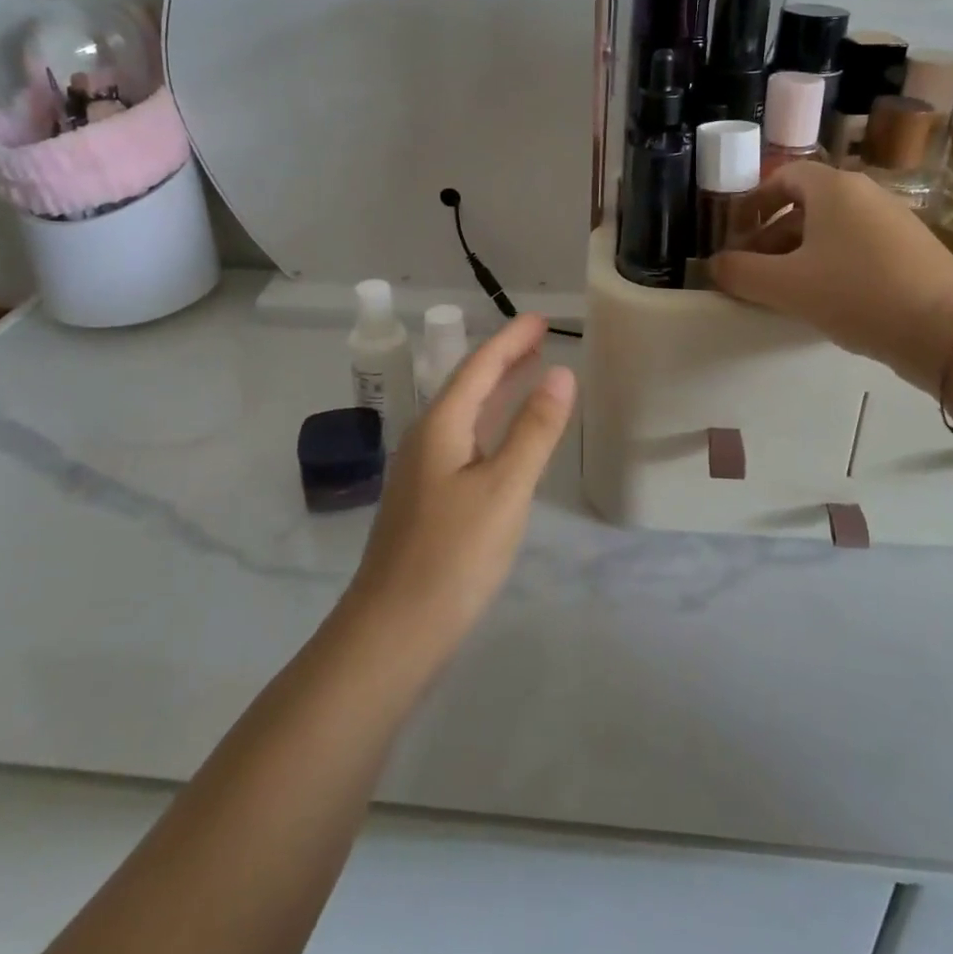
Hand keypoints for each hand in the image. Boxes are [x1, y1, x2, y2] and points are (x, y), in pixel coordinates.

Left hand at [346, 315, 575, 654]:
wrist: (391, 634)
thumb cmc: (453, 556)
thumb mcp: (504, 489)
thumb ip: (534, 430)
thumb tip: (561, 373)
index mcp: (440, 427)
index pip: (480, 367)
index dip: (512, 341)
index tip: (541, 319)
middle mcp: (426, 440)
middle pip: (469, 386)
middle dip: (504, 360)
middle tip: (539, 339)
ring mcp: (423, 473)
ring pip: (465, 416)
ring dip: (497, 391)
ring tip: (529, 375)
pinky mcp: (427, 502)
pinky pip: (464, 443)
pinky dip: (490, 426)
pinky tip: (503, 440)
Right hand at [709, 160, 952, 389]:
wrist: (947, 331)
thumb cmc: (856, 294)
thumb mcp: (786, 286)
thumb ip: (741, 273)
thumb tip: (715, 266)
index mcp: (834, 188)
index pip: (783, 177)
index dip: (754, 203)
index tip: (736, 235)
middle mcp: (866, 193)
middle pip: (806, 205)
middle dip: (772, 236)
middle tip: (754, 271)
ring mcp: (895, 220)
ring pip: (833, 228)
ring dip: (800, 253)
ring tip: (785, 291)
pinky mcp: (913, 249)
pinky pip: (859, 246)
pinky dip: (833, 263)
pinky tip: (828, 299)